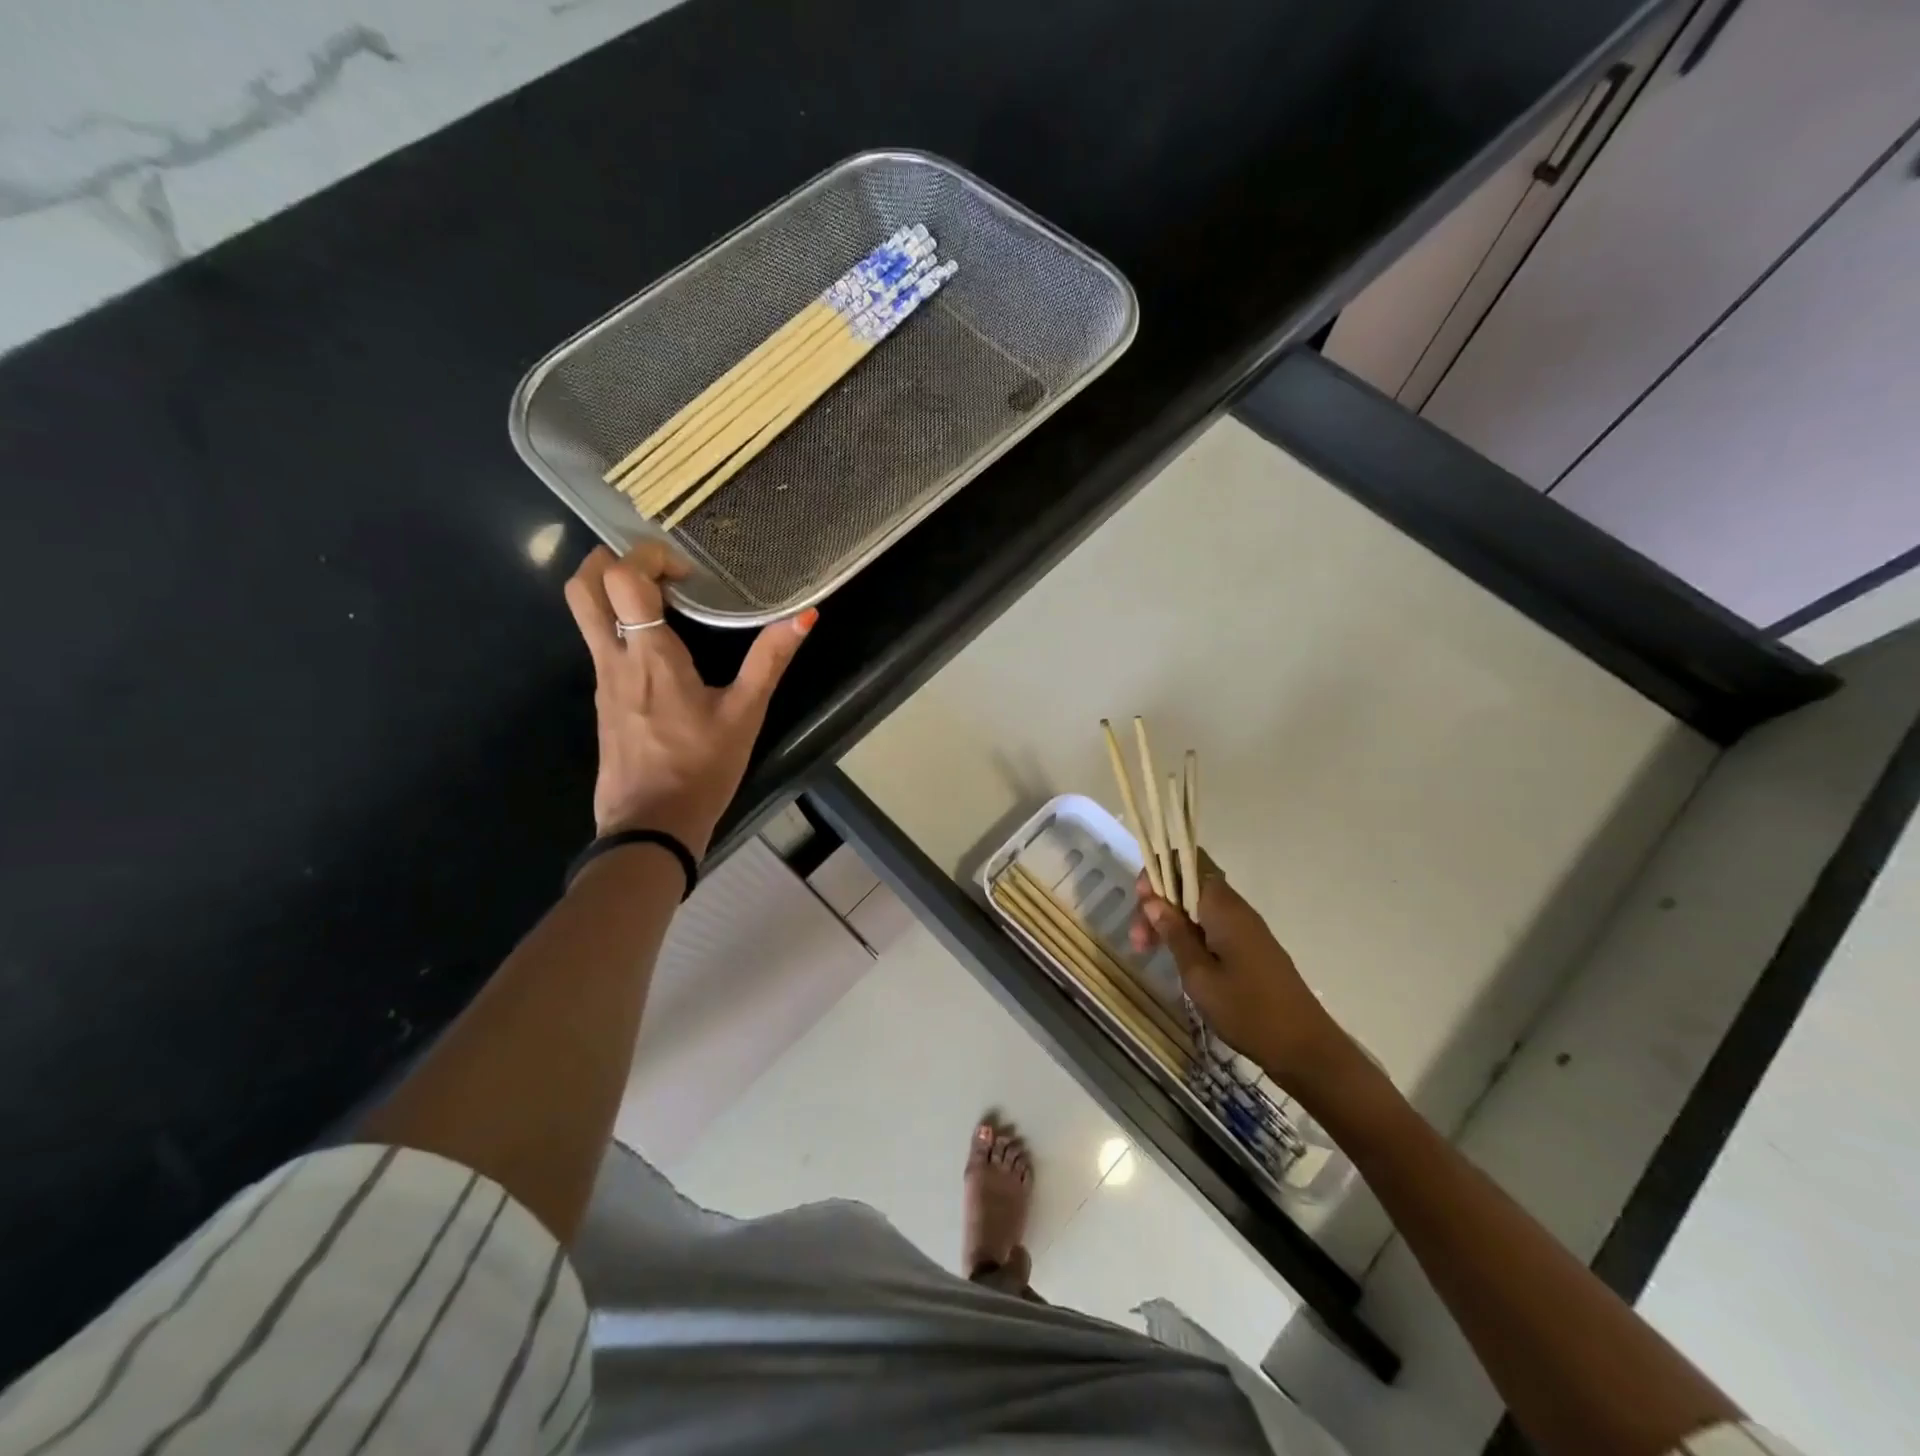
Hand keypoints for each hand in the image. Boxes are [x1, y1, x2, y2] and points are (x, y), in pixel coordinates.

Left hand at [563, 544, 813, 858]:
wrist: (651, 826)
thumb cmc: (701, 769)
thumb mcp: (745, 714)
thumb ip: (770, 660)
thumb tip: (805, 615)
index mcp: (650, 655)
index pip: (622, 577)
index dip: (649, 557)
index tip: (687, 575)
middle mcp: (614, 658)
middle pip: (583, 585)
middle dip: (612, 560)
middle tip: (658, 572)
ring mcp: (602, 679)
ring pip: (584, 613)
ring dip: (614, 590)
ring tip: (664, 602)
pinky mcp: (603, 699)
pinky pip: (599, 642)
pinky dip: (620, 623)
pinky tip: (660, 645)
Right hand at [1129, 855, 1360, 1101]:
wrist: (1305, 1047)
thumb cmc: (1247, 1011)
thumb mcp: (1199, 976)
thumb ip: (1175, 934)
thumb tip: (1153, 900)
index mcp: (1223, 908)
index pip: (1187, 864)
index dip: (1159, 875)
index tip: (1140, 904)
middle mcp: (1236, 908)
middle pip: (1189, 885)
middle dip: (1158, 903)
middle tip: (1138, 941)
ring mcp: (1245, 928)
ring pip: (1198, 907)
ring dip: (1171, 921)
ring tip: (1149, 951)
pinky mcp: (1250, 947)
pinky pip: (1212, 924)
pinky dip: (1189, 933)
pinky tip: (1178, 958)